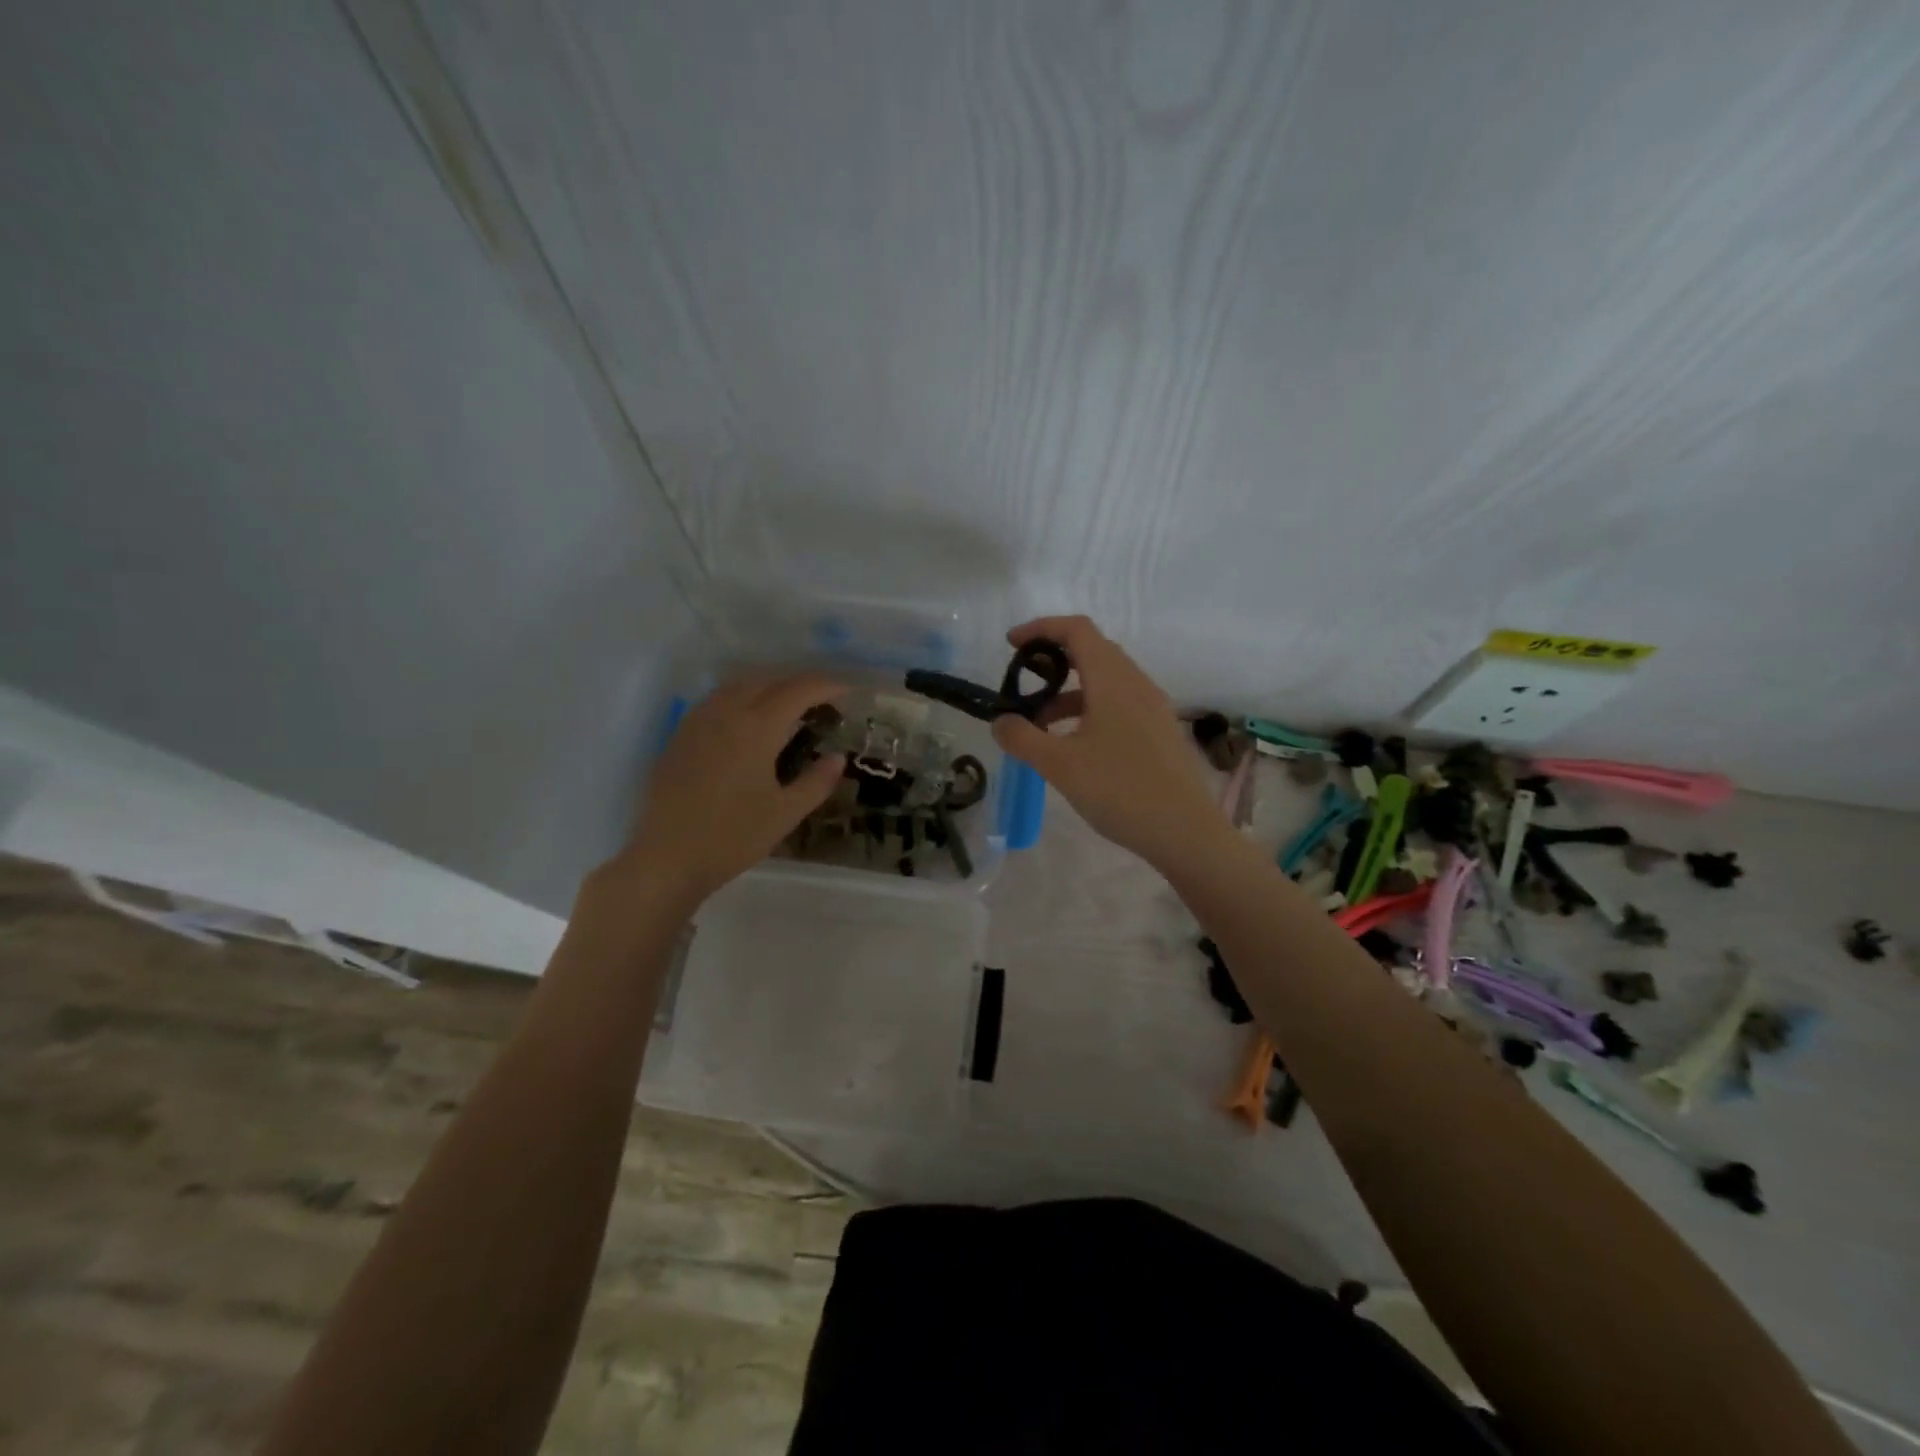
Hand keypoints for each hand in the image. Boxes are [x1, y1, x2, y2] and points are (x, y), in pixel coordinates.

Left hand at [607, 672, 847, 909]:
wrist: (667, 858)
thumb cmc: (732, 837)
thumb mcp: (785, 813)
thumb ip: (817, 781)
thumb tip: (837, 757)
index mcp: (756, 728)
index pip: (798, 691)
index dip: (826, 686)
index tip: (847, 691)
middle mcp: (726, 713)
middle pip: (768, 680)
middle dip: (799, 682)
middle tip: (822, 698)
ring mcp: (698, 721)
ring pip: (739, 685)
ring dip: (769, 685)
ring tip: (789, 704)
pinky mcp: (680, 735)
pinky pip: (717, 699)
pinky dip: (742, 696)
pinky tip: (749, 719)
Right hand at [990, 616, 1219, 865]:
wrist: (1185, 832)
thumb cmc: (1119, 790)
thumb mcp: (1059, 765)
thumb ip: (1022, 738)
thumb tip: (1001, 722)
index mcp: (1113, 680)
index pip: (1077, 630)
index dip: (1041, 628)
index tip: (1011, 644)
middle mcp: (1136, 683)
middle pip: (1092, 651)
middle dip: (1052, 662)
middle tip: (1022, 685)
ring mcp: (1153, 707)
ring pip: (1105, 681)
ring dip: (1069, 692)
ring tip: (1040, 726)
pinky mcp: (1160, 730)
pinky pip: (1119, 703)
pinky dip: (1089, 709)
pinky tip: (1075, 744)